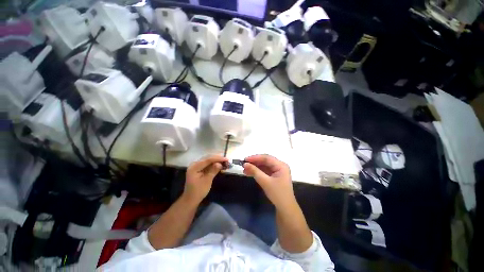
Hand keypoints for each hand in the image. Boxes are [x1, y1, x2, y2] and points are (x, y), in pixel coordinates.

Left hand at [183, 155, 227, 204]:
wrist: (191, 199)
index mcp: (194, 167)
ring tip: (224, 161)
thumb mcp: (207, 181)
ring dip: (216, 160)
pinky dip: (213, 164)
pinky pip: (207, 164)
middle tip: (226, 159)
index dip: (218, 158)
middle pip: (207, 158)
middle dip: (217, 158)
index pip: (208, 160)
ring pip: (208, 160)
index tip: (226, 159)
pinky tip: (219, 164)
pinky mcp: (198, 169)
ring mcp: (196, 166)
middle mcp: (194, 164)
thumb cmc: (198, 191)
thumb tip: (220, 163)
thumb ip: (213, 170)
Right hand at [243, 154, 295, 209]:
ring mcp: (277, 171)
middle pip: (265, 161)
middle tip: (244, 164)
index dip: (255, 158)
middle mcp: (280, 166)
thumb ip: (255, 171)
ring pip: (264, 166)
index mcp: (281, 165)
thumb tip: (245, 164)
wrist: (285, 208)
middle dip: (254, 162)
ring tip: (244, 169)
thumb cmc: (277, 194)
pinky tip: (249, 173)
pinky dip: (257, 171)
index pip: (266, 158)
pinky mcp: (274, 175)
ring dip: (255, 167)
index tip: (245, 159)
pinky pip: (264, 171)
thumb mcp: (265, 182)